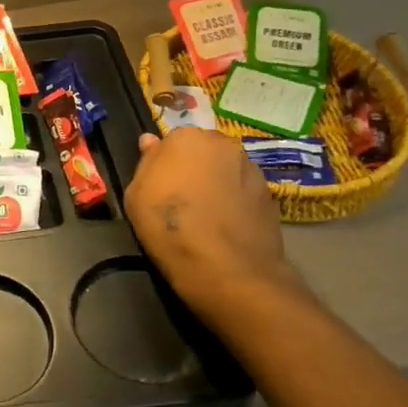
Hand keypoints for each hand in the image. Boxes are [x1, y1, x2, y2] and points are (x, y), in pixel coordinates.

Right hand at [128, 129, 298, 321]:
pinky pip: (245, 191)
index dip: (167, 164)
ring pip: (227, 170)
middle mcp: (223, 144)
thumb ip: (146, 162)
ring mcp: (251, 169)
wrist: (227, 269)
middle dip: (196, 168)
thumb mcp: (136, 195)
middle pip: (204, 151)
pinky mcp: (271, 196)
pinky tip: (227, 226)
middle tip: (184, 198)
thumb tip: (151, 141)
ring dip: (218, 183)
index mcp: (187, 138)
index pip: (173, 141)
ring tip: (209, 216)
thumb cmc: (170, 227)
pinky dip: (237, 202)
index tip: (162, 185)